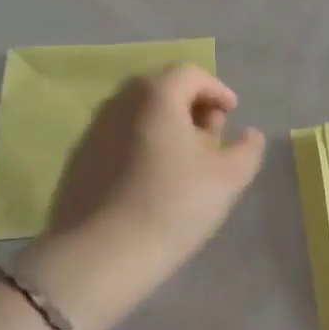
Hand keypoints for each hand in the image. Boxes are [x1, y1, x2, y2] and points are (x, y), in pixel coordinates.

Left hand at [21, 65, 264, 329]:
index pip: (191, 74)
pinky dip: (142, 146)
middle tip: (212, 138)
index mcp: (156, 95)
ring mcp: (94, 130)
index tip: (233, 114)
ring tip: (185, 163)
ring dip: (166, 128)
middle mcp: (120, 102)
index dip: (217, 90)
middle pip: (162, 90)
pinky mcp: (79, 160)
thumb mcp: (227, 179)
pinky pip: (119, 139)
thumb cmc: (171, 206)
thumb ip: (246, 150)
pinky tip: (153, 181)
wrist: (99, 255)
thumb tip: (250, 135)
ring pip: (139, 115)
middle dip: (192, 107)